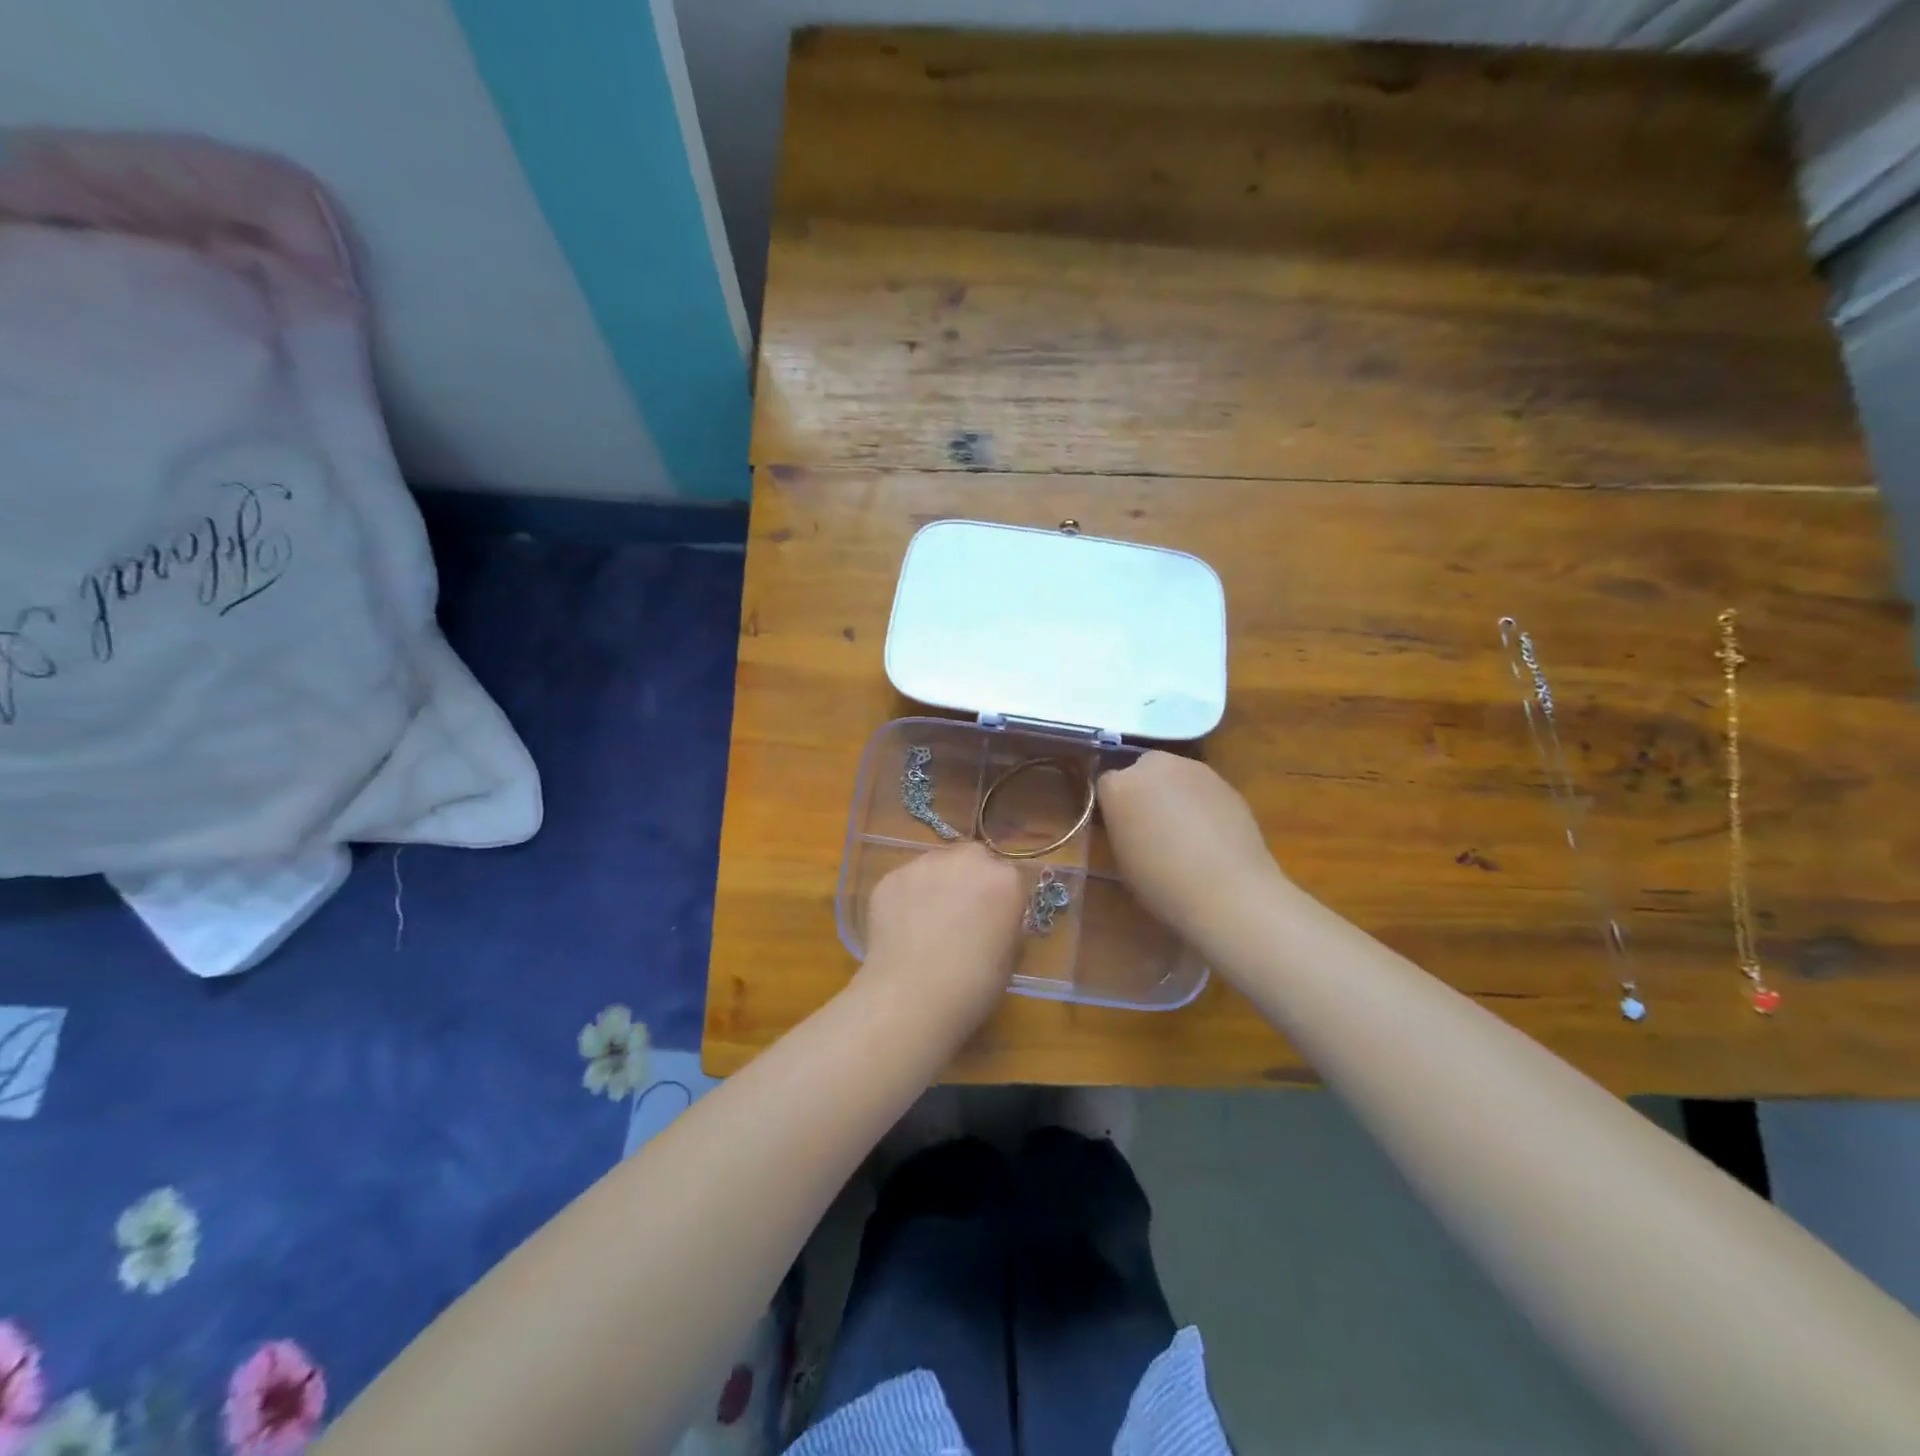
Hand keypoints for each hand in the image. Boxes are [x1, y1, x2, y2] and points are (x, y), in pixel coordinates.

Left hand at [859, 842, 1024, 1034]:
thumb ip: (1006, 925)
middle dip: (969, 878)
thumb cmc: (973, 986)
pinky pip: (906, 881)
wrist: (912, 997)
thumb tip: (995, 919)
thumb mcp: (1010, 958)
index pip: (1010, 878)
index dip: (1001, 899)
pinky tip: (902, 928)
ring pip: (936, 865)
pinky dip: (906, 897)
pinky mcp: (890, 877)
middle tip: (960, 913)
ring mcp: (924, 865)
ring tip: (926, 921)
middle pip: (973, 859)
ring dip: (937, 883)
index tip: (994, 920)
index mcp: (1004, 880)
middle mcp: (966, 860)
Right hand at [1096, 751, 1283, 938]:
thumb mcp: (1123, 856)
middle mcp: (1153, 766)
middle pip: (1142, 768)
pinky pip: (1202, 787)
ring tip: (1186, 830)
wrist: (1226, 889)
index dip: (1115, 805)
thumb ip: (1122, 827)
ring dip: (1175, 792)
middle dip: (1145, 789)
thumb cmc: (1161, 882)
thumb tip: (1132, 822)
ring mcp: (1192, 769)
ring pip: (1175, 774)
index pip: (1107, 784)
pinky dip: (1202, 802)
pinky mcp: (1225, 781)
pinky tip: (1212, 833)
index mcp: (1119, 786)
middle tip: (1152, 823)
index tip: (1122, 827)